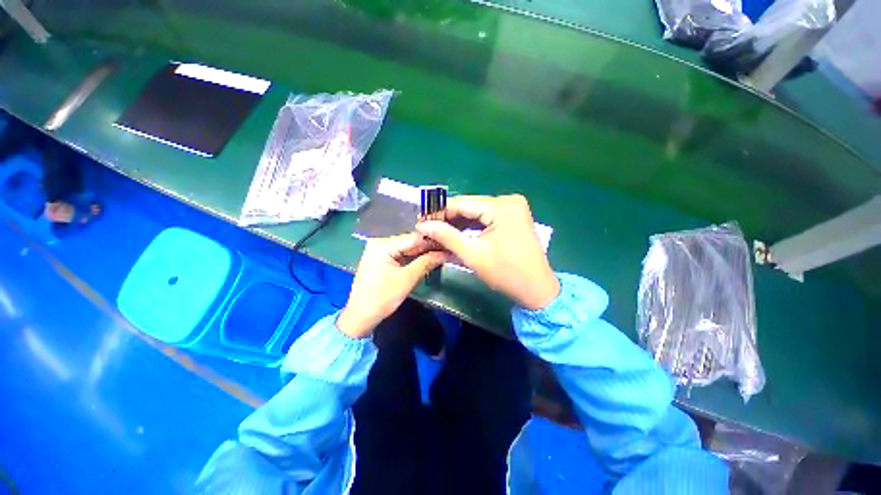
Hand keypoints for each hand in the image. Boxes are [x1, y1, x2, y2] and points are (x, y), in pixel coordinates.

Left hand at [337, 234, 447, 337]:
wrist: (360, 317)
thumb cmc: (382, 298)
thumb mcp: (407, 279)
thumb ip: (427, 262)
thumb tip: (447, 253)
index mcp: (383, 244)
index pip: (414, 238)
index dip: (434, 241)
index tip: (451, 243)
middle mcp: (380, 242)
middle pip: (411, 241)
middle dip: (430, 246)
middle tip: (449, 248)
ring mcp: (379, 250)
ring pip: (407, 247)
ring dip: (424, 251)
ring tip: (443, 252)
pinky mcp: (381, 258)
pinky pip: (401, 254)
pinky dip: (414, 257)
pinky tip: (428, 257)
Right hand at [417, 194, 559, 309]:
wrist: (537, 290)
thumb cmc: (506, 273)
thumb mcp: (473, 254)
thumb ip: (447, 236)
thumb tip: (423, 225)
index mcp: (501, 207)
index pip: (462, 203)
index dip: (439, 212)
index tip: (422, 221)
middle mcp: (509, 201)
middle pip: (470, 206)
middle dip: (448, 219)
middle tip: (428, 229)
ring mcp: (513, 208)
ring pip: (477, 212)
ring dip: (459, 223)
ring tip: (439, 232)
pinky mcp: (513, 217)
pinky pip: (487, 218)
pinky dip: (472, 226)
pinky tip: (457, 233)